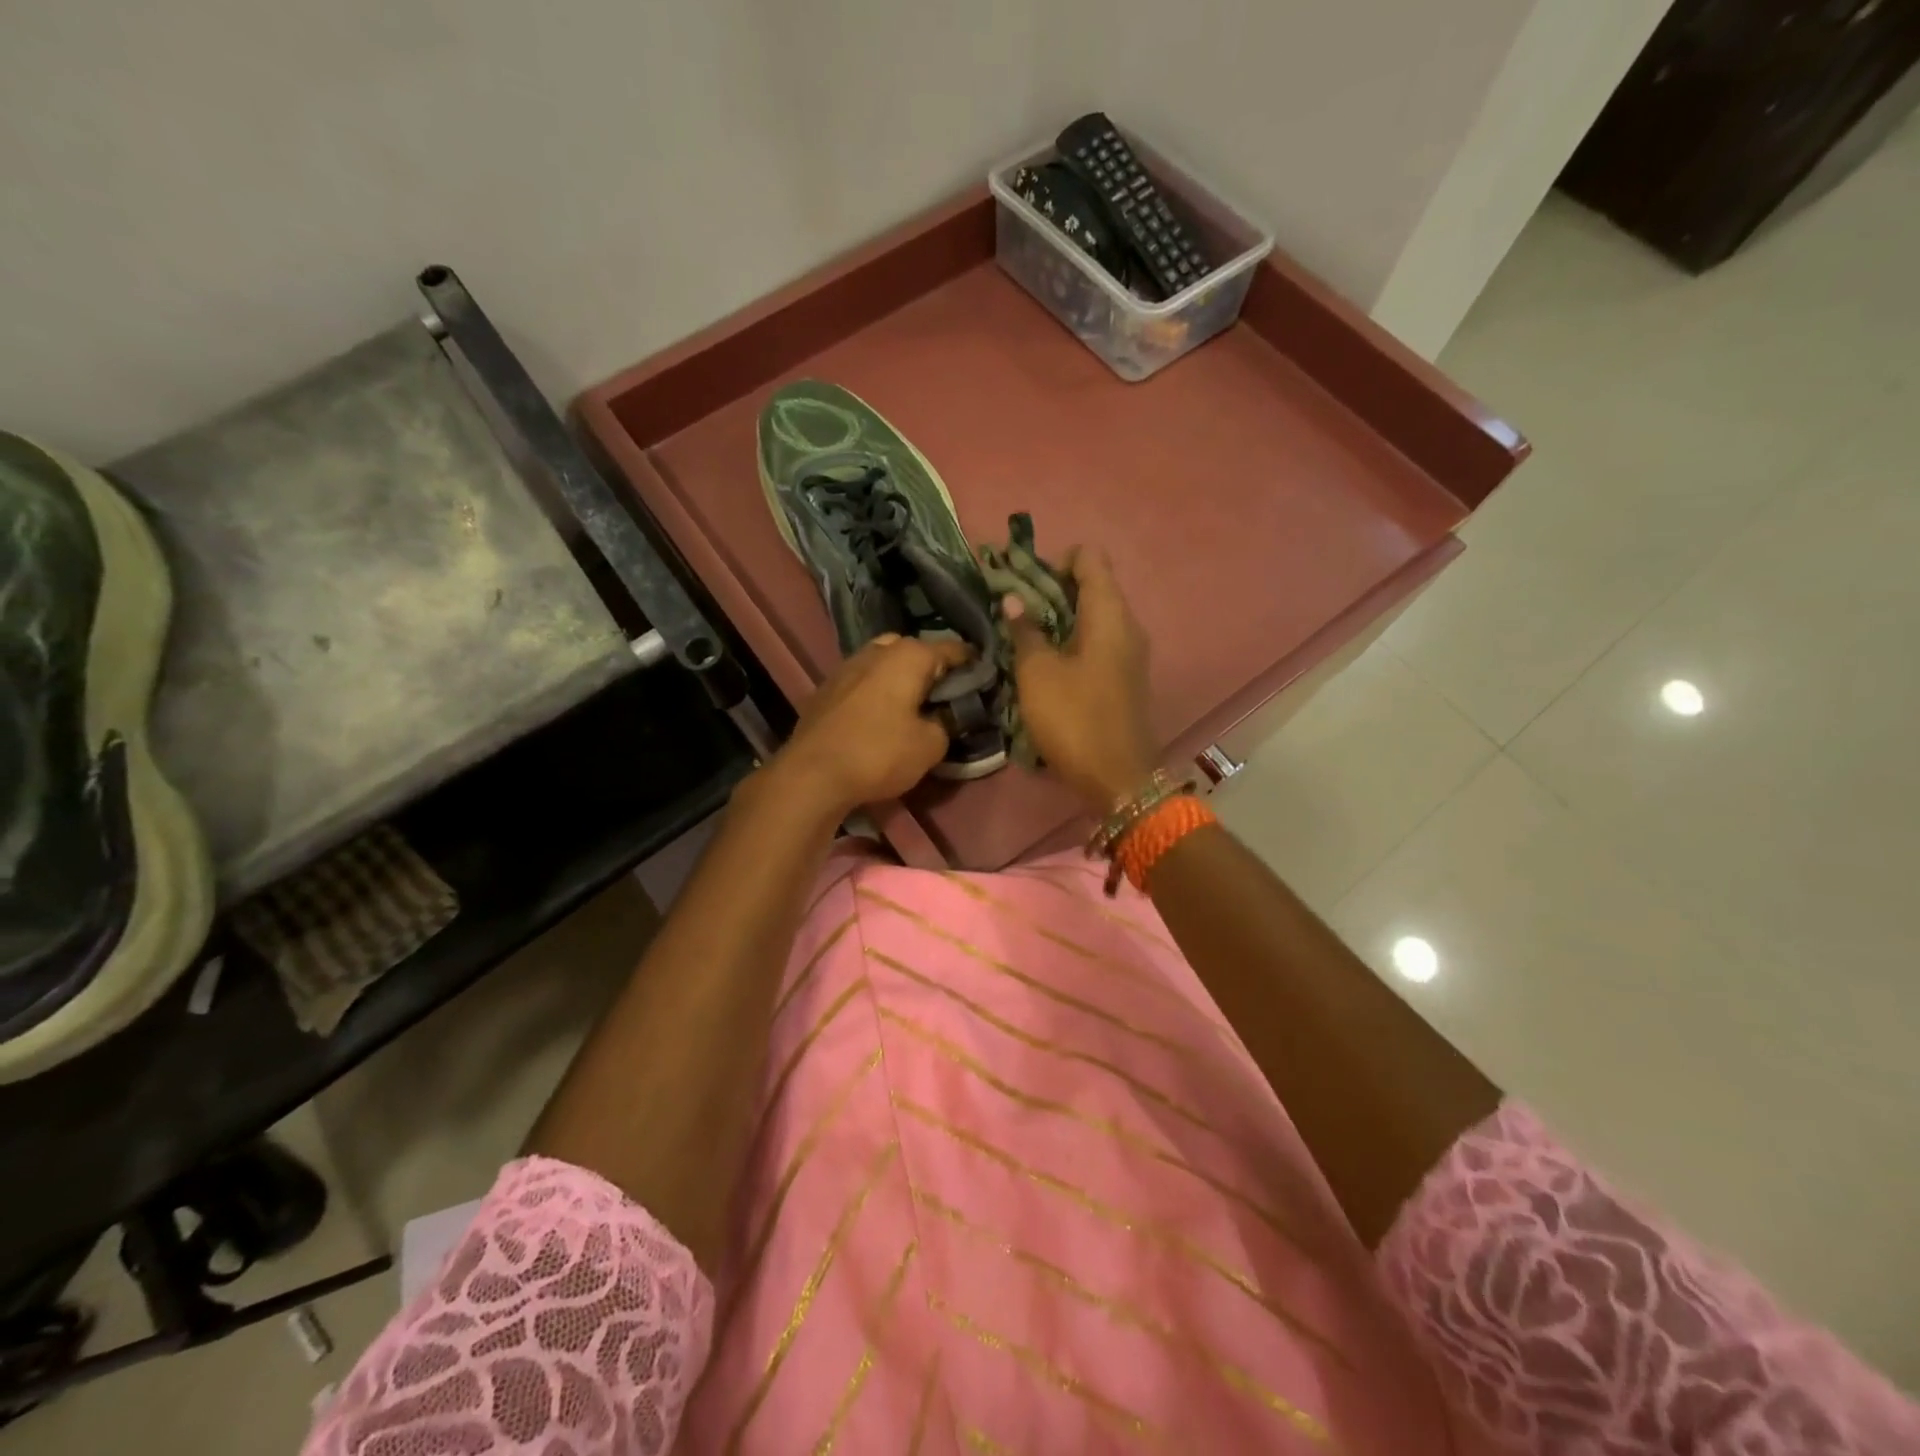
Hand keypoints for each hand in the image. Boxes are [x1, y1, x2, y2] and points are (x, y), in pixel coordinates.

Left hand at [768, 634, 971, 817]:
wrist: (812, 774)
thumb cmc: (879, 753)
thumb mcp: (931, 746)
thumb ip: (946, 723)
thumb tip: (943, 717)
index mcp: (908, 655)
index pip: (952, 649)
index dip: (972, 664)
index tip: (985, 680)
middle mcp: (877, 650)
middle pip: (914, 650)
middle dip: (931, 668)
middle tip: (944, 695)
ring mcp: (847, 666)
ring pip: (884, 663)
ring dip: (900, 678)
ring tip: (913, 705)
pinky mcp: (827, 688)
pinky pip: (863, 680)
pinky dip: (877, 691)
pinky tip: (881, 715)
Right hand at [1004, 546, 1156, 809]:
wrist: (1118, 778)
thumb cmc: (1074, 718)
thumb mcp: (1038, 673)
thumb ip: (1025, 631)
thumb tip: (1014, 599)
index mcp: (1109, 613)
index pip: (1089, 558)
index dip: (1054, 561)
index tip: (1023, 584)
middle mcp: (1127, 624)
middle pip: (1091, 585)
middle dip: (1051, 590)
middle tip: (1014, 610)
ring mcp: (1129, 652)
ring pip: (1093, 616)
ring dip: (1058, 618)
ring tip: (1022, 636)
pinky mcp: (1124, 677)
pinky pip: (1097, 642)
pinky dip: (1071, 641)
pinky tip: (1044, 662)